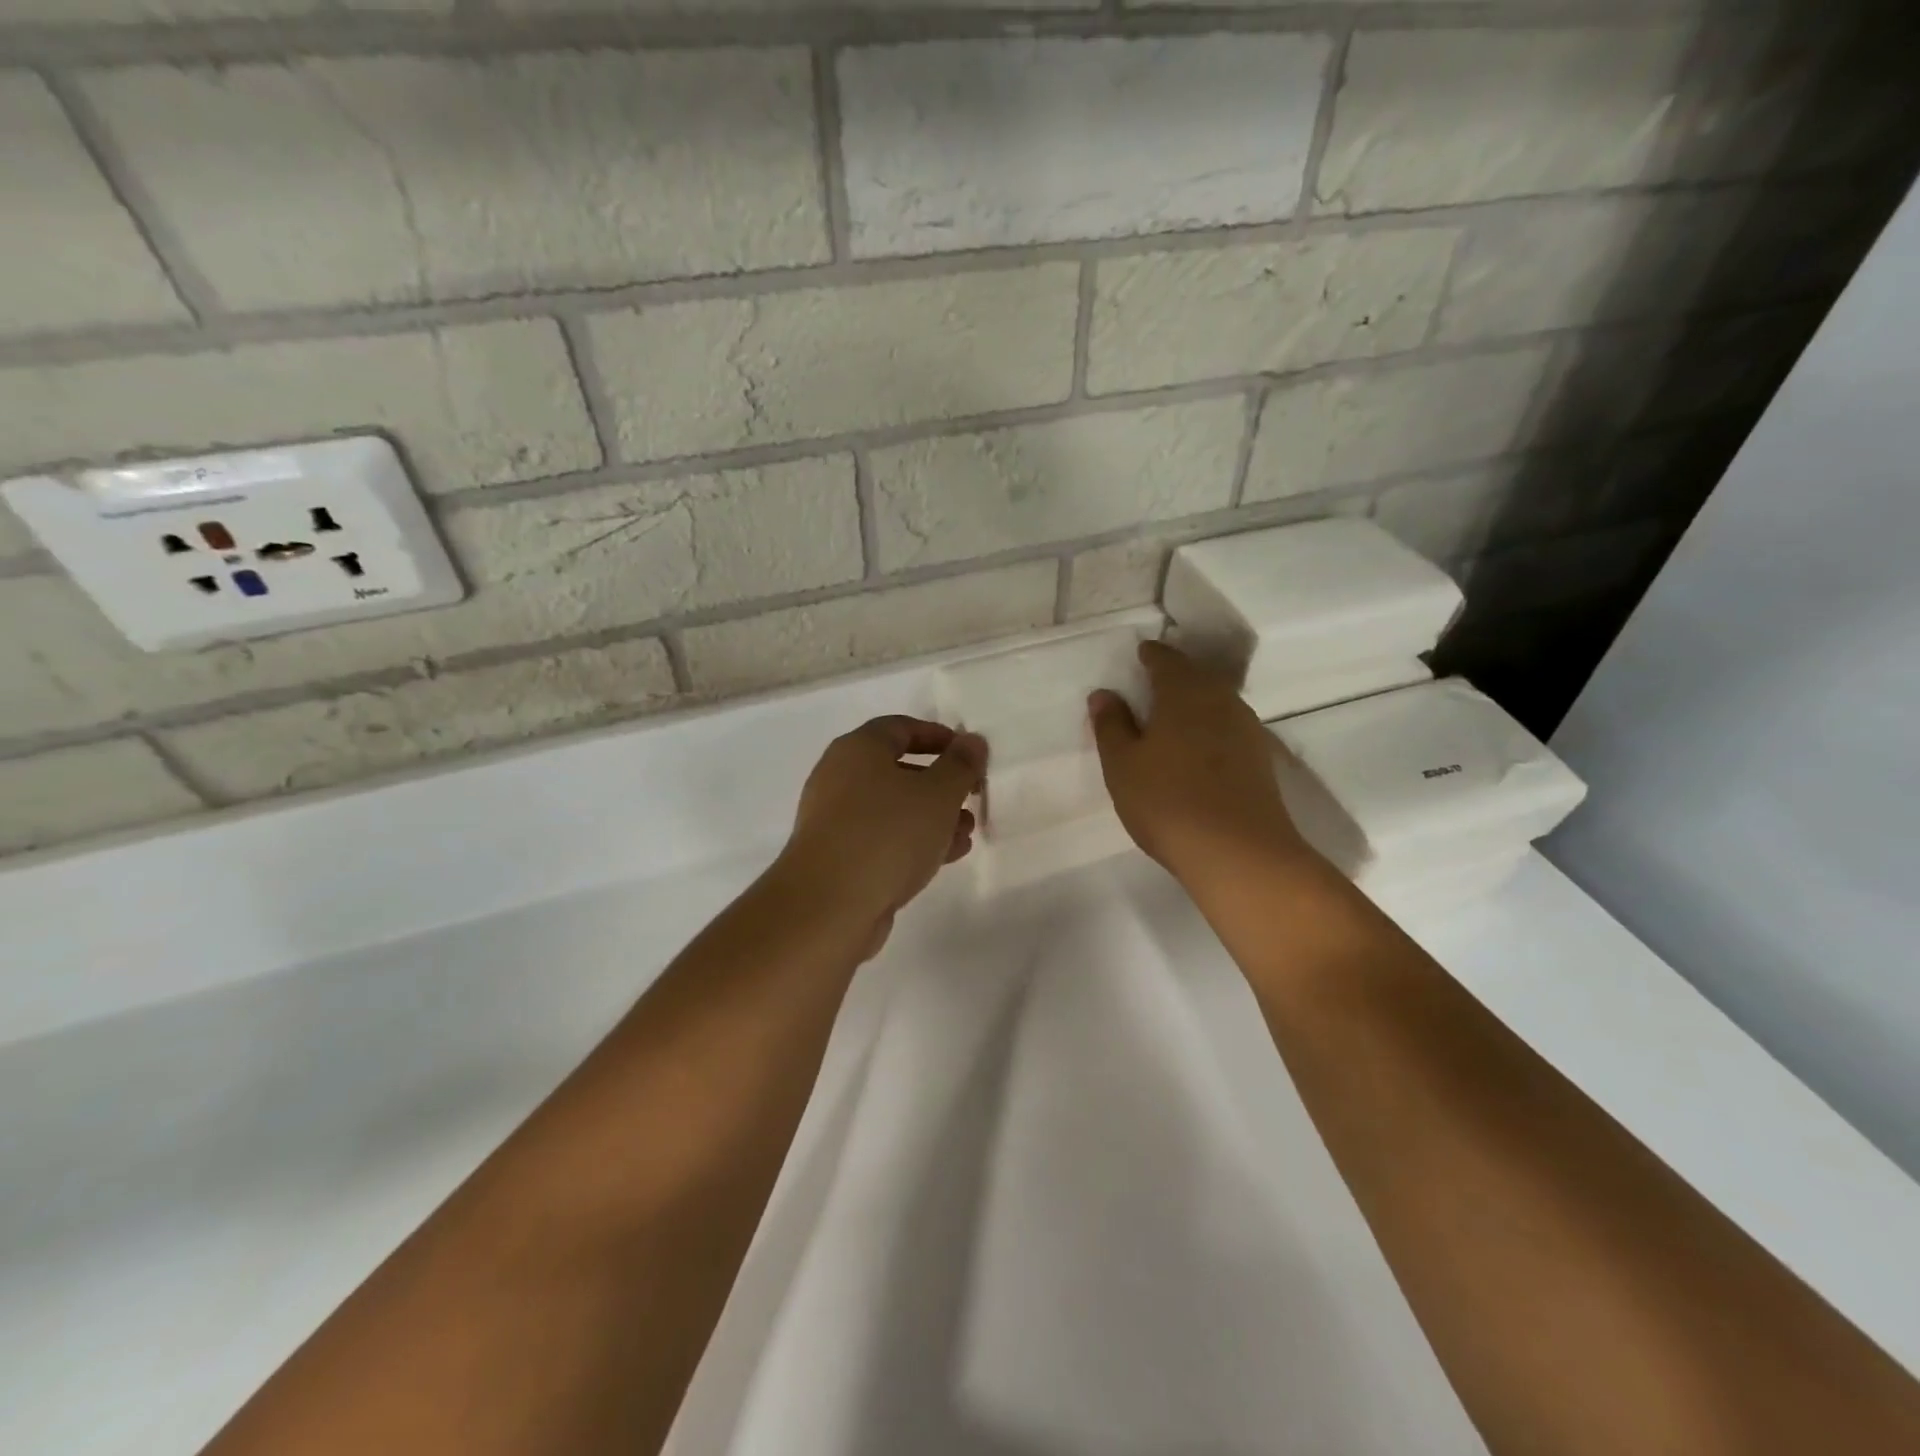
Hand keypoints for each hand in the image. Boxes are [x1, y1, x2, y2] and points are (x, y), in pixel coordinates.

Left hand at [775, 716, 985, 955]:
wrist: (828, 906)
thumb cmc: (887, 834)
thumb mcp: (938, 794)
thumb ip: (961, 765)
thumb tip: (972, 741)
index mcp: (858, 749)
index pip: (901, 727)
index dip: (939, 736)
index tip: (970, 755)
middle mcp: (840, 777)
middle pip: (897, 770)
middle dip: (940, 784)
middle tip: (972, 798)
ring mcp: (835, 820)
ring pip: (892, 808)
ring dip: (932, 817)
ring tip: (966, 833)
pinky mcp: (837, 857)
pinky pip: (882, 838)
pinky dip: (912, 841)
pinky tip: (945, 857)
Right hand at [1089, 641, 1317, 888]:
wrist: (1240, 853)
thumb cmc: (1168, 801)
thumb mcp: (1122, 765)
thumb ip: (1111, 725)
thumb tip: (1104, 694)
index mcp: (1185, 693)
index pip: (1166, 660)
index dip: (1150, 656)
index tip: (1138, 656)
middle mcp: (1221, 701)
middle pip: (1196, 677)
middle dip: (1174, 677)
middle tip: (1150, 685)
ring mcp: (1247, 730)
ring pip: (1215, 703)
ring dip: (1193, 704)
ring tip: (1170, 718)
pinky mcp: (1260, 760)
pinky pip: (1227, 729)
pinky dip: (1209, 730)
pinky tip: (1197, 750)